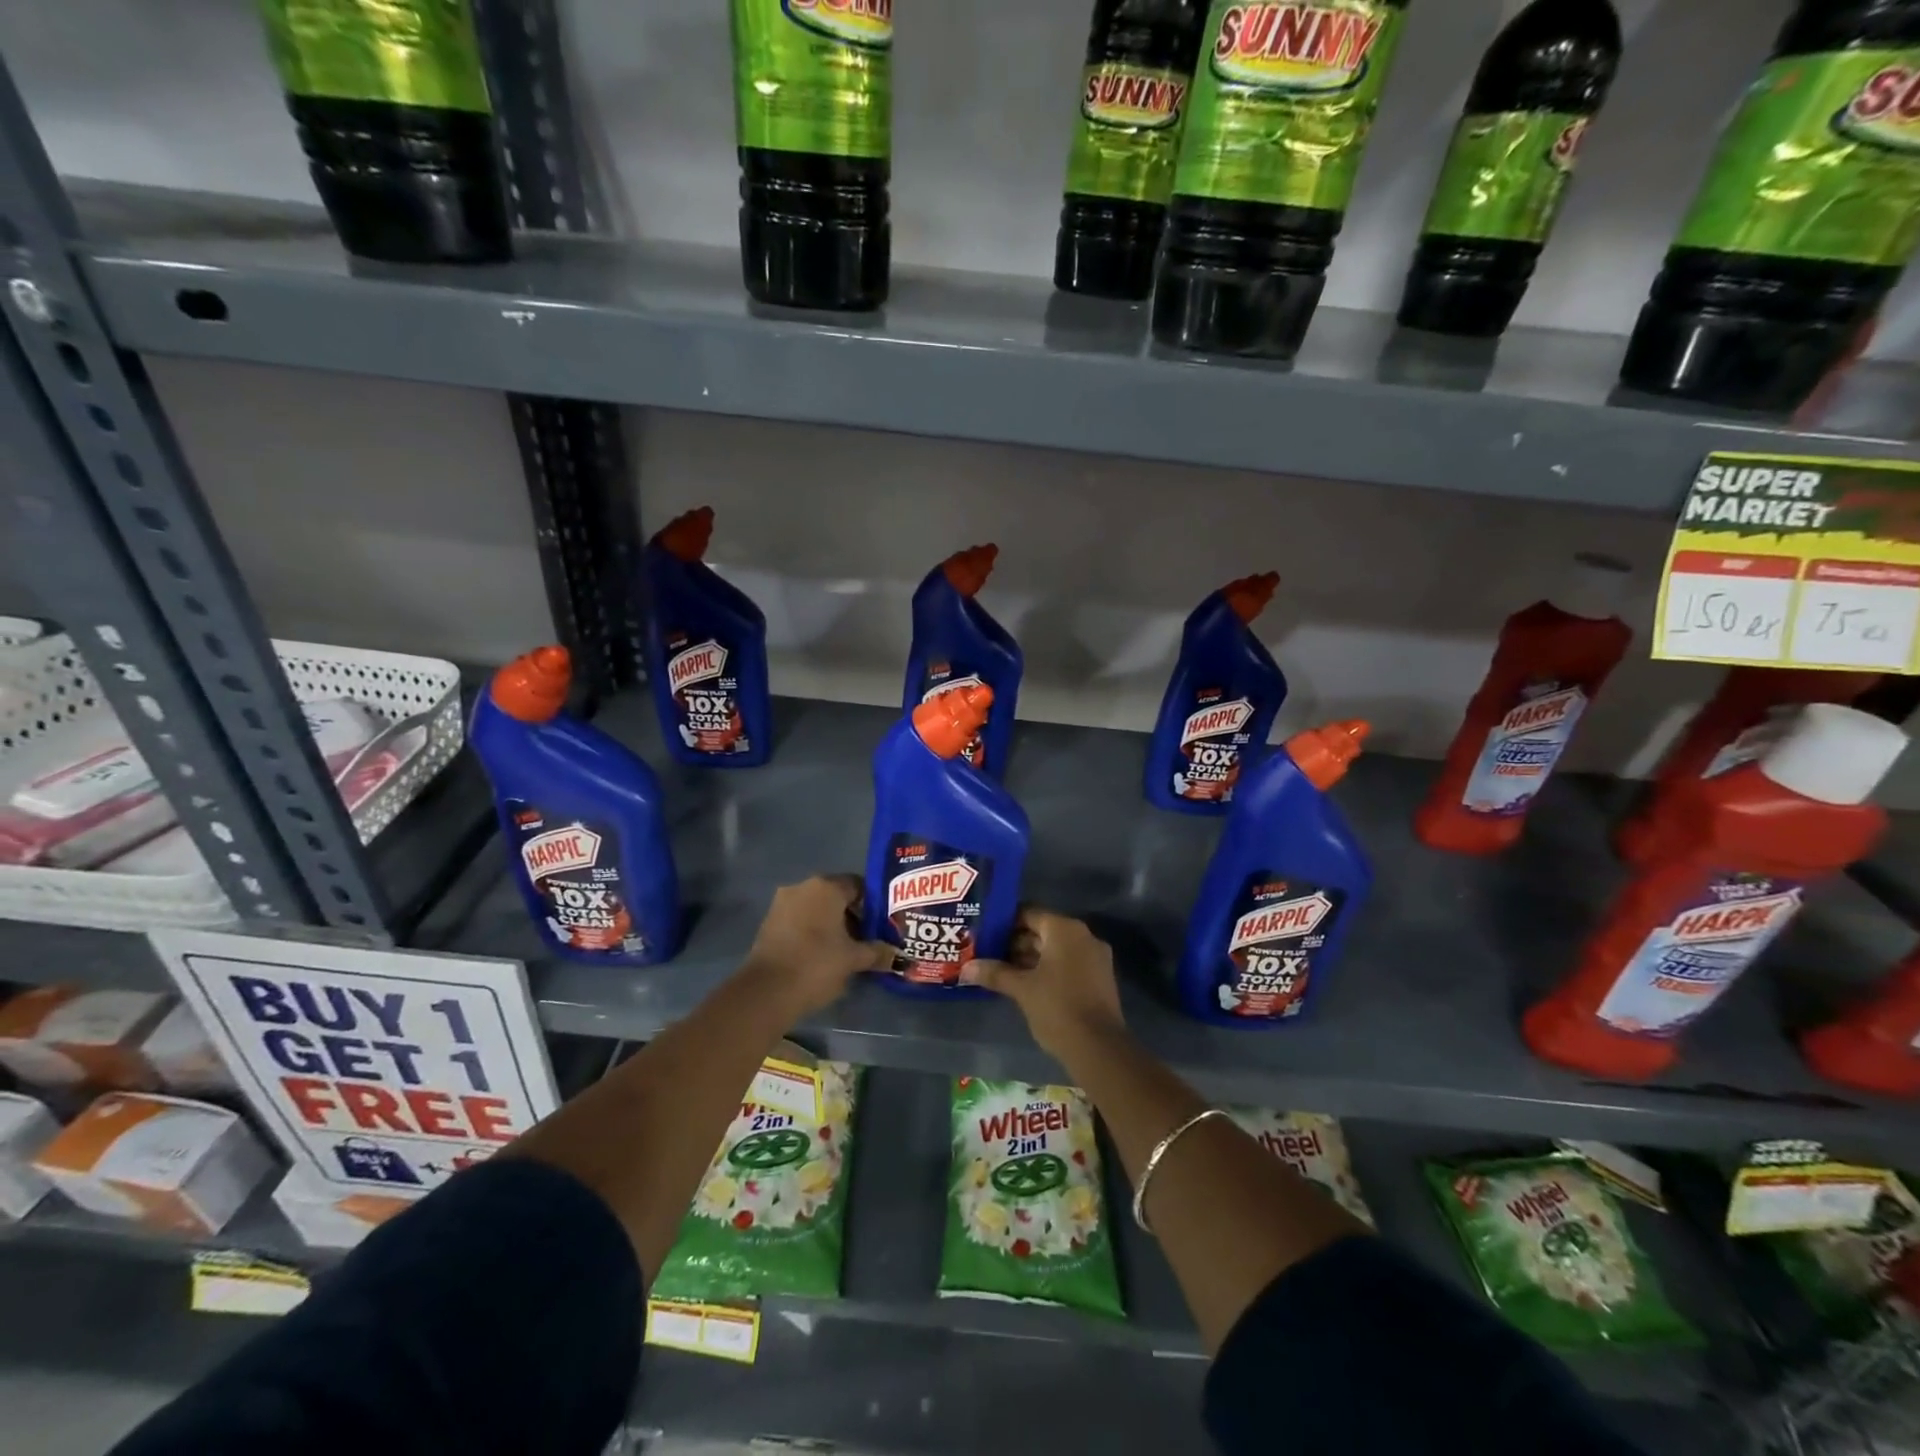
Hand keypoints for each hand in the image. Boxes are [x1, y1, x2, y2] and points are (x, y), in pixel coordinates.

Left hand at [738, 875, 889, 1018]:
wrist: (766, 991)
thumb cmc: (816, 964)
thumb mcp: (853, 959)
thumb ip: (877, 952)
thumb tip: (897, 955)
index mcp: (826, 886)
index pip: (858, 885)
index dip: (873, 905)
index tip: (881, 926)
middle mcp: (803, 887)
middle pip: (836, 896)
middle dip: (853, 916)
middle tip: (867, 939)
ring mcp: (782, 903)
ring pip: (816, 909)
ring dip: (832, 925)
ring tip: (846, 950)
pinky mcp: (769, 923)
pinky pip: (799, 920)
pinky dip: (812, 932)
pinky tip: (822, 955)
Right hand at [961, 908, 1123, 1060]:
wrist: (1099, 1048)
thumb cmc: (1057, 1007)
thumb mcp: (1022, 989)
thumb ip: (995, 973)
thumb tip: (967, 968)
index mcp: (1065, 930)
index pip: (1029, 914)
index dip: (1005, 923)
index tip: (985, 933)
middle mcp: (1083, 936)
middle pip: (1042, 931)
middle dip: (1015, 942)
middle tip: (988, 953)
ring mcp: (1094, 957)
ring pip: (1055, 949)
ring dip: (1029, 958)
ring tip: (1000, 970)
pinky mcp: (1098, 978)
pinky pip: (1067, 963)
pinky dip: (1046, 969)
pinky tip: (1024, 984)